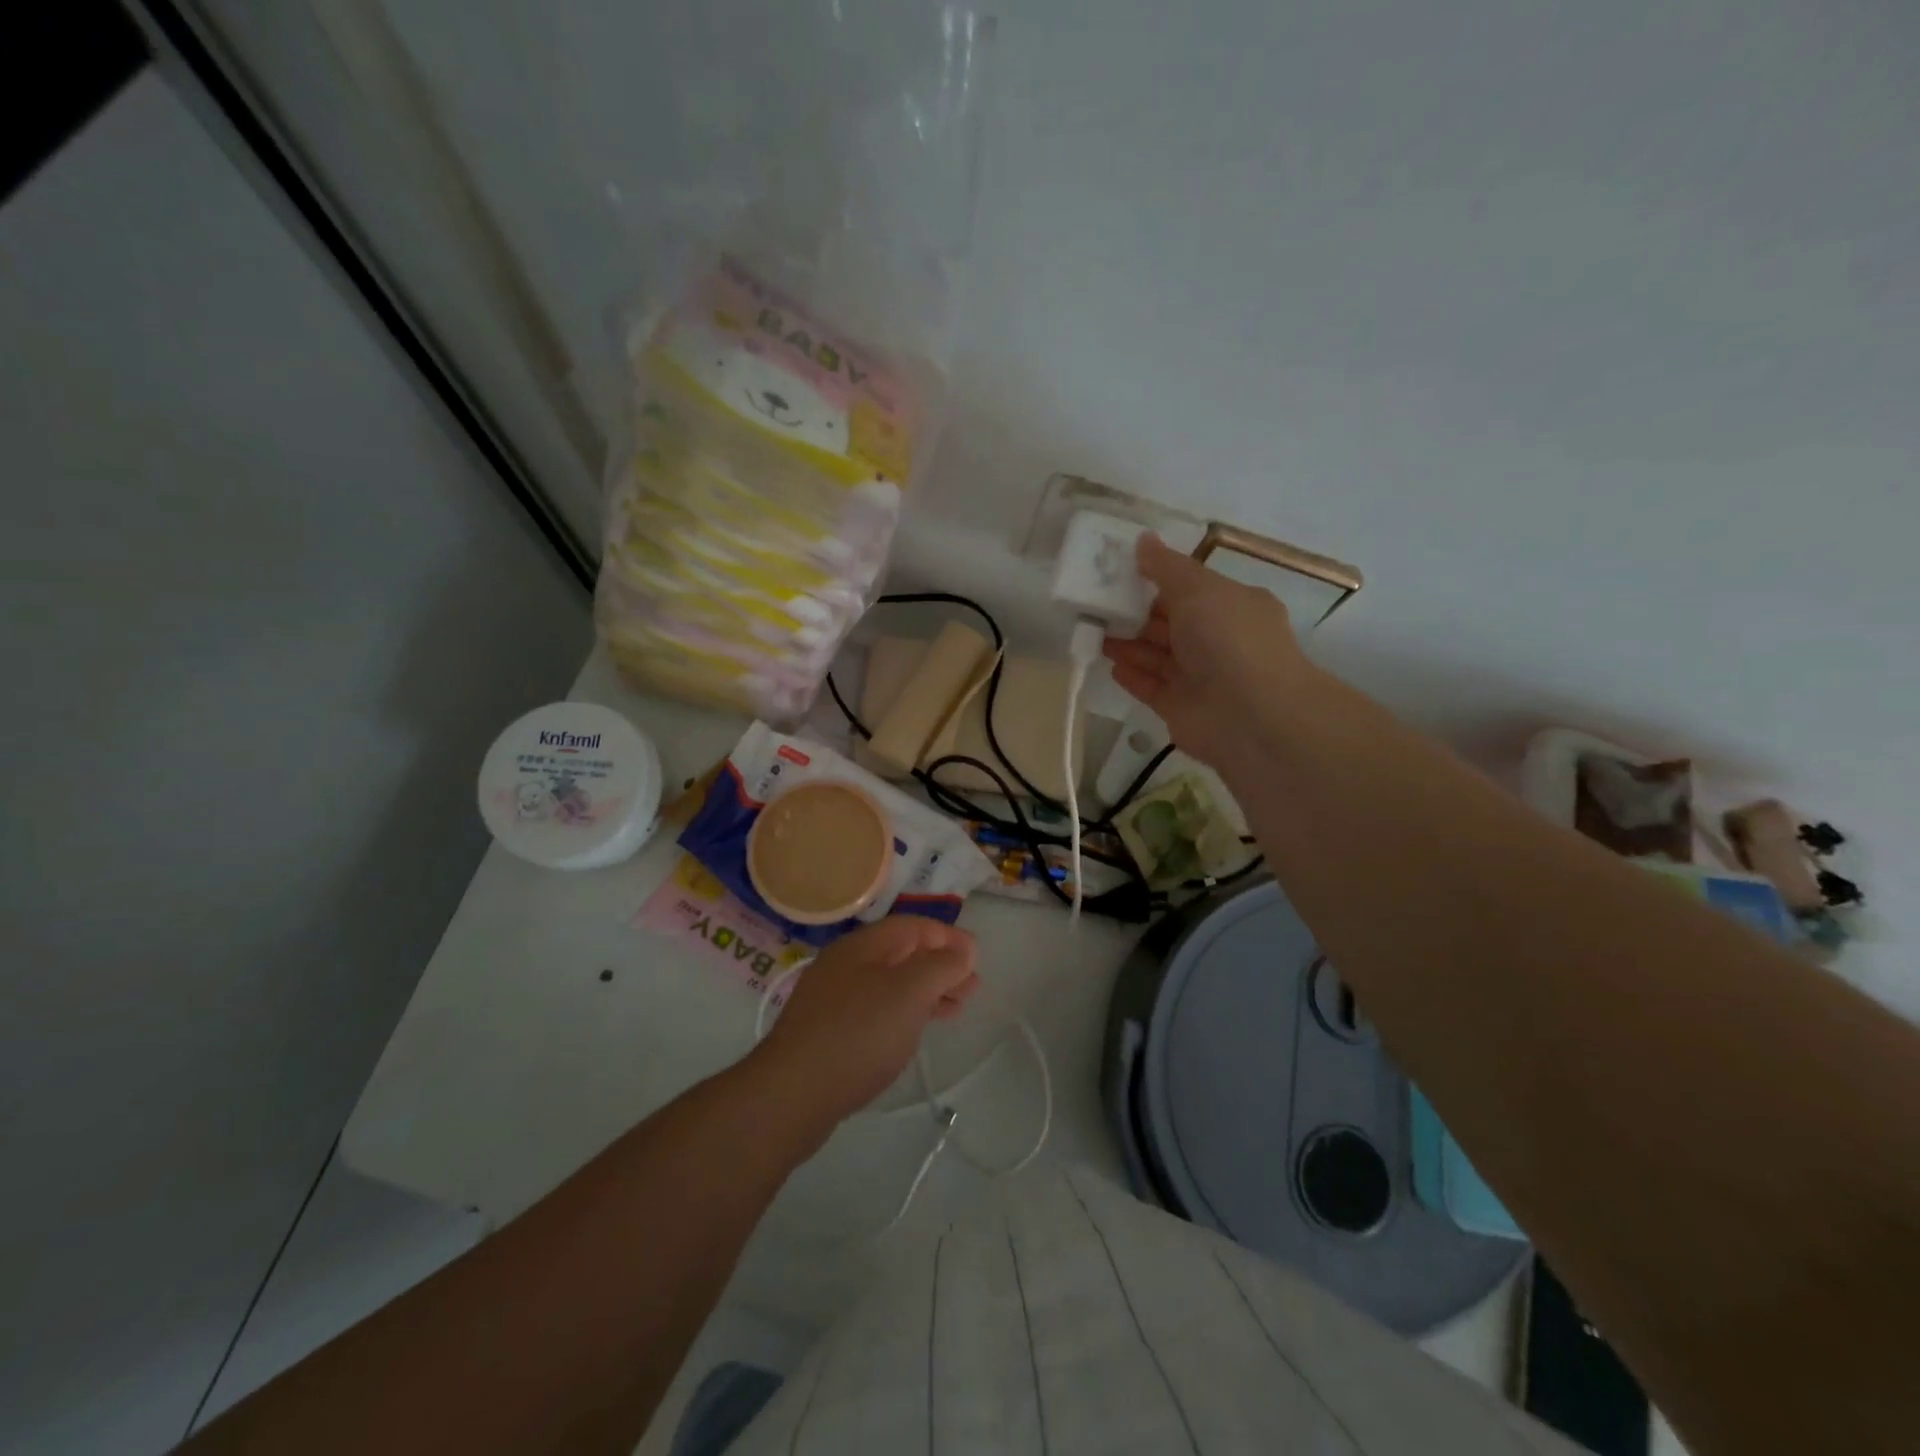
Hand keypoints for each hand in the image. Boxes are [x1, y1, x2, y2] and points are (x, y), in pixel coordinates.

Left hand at [753, 917, 979, 1124]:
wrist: (791, 1094)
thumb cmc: (858, 1034)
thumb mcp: (909, 993)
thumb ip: (941, 966)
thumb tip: (964, 949)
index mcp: (863, 946)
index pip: (913, 926)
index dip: (948, 937)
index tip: (977, 958)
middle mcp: (846, 964)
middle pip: (902, 953)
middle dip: (940, 966)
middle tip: (972, 989)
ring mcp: (833, 998)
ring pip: (890, 983)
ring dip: (925, 991)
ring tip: (954, 1010)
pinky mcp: (828, 1031)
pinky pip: (875, 1009)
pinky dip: (904, 1012)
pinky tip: (914, 1031)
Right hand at [1103, 534, 1311, 770]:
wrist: (1251, 716)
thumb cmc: (1229, 640)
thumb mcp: (1199, 589)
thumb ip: (1167, 567)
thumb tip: (1143, 539)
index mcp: (1231, 606)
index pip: (1190, 588)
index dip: (1157, 578)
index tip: (1120, 571)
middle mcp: (1218, 640)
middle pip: (1170, 622)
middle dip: (1136, 612)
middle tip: (1096, 602)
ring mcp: (1199, 676)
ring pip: (1157, 654)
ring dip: (1128, 642)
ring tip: (1093, 630)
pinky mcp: (1180, 707)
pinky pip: (1150, 686)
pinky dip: (1132, 674)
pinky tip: (1109, 663)